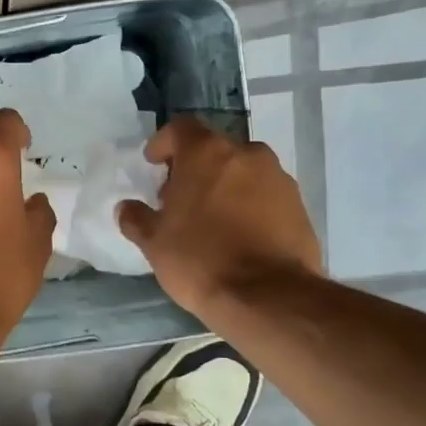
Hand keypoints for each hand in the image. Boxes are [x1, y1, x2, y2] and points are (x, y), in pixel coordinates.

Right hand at [117, 117, 322, 319]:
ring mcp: (278, 178)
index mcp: (207, 153)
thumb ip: (137, 219)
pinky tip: (238, 236)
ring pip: (243, 171)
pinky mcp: (299, 206)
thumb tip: (126, 208)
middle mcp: (246, 154)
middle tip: (179, 199)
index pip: (181, 128)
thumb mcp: (154, 243)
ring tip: (210, 220)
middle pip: (214, 149)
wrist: (268, 296)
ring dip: (224, 186)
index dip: (163, 143)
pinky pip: (265, 195)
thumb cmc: (200, 260)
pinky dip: (249, 205)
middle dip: (194, 169)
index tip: (153, 164)